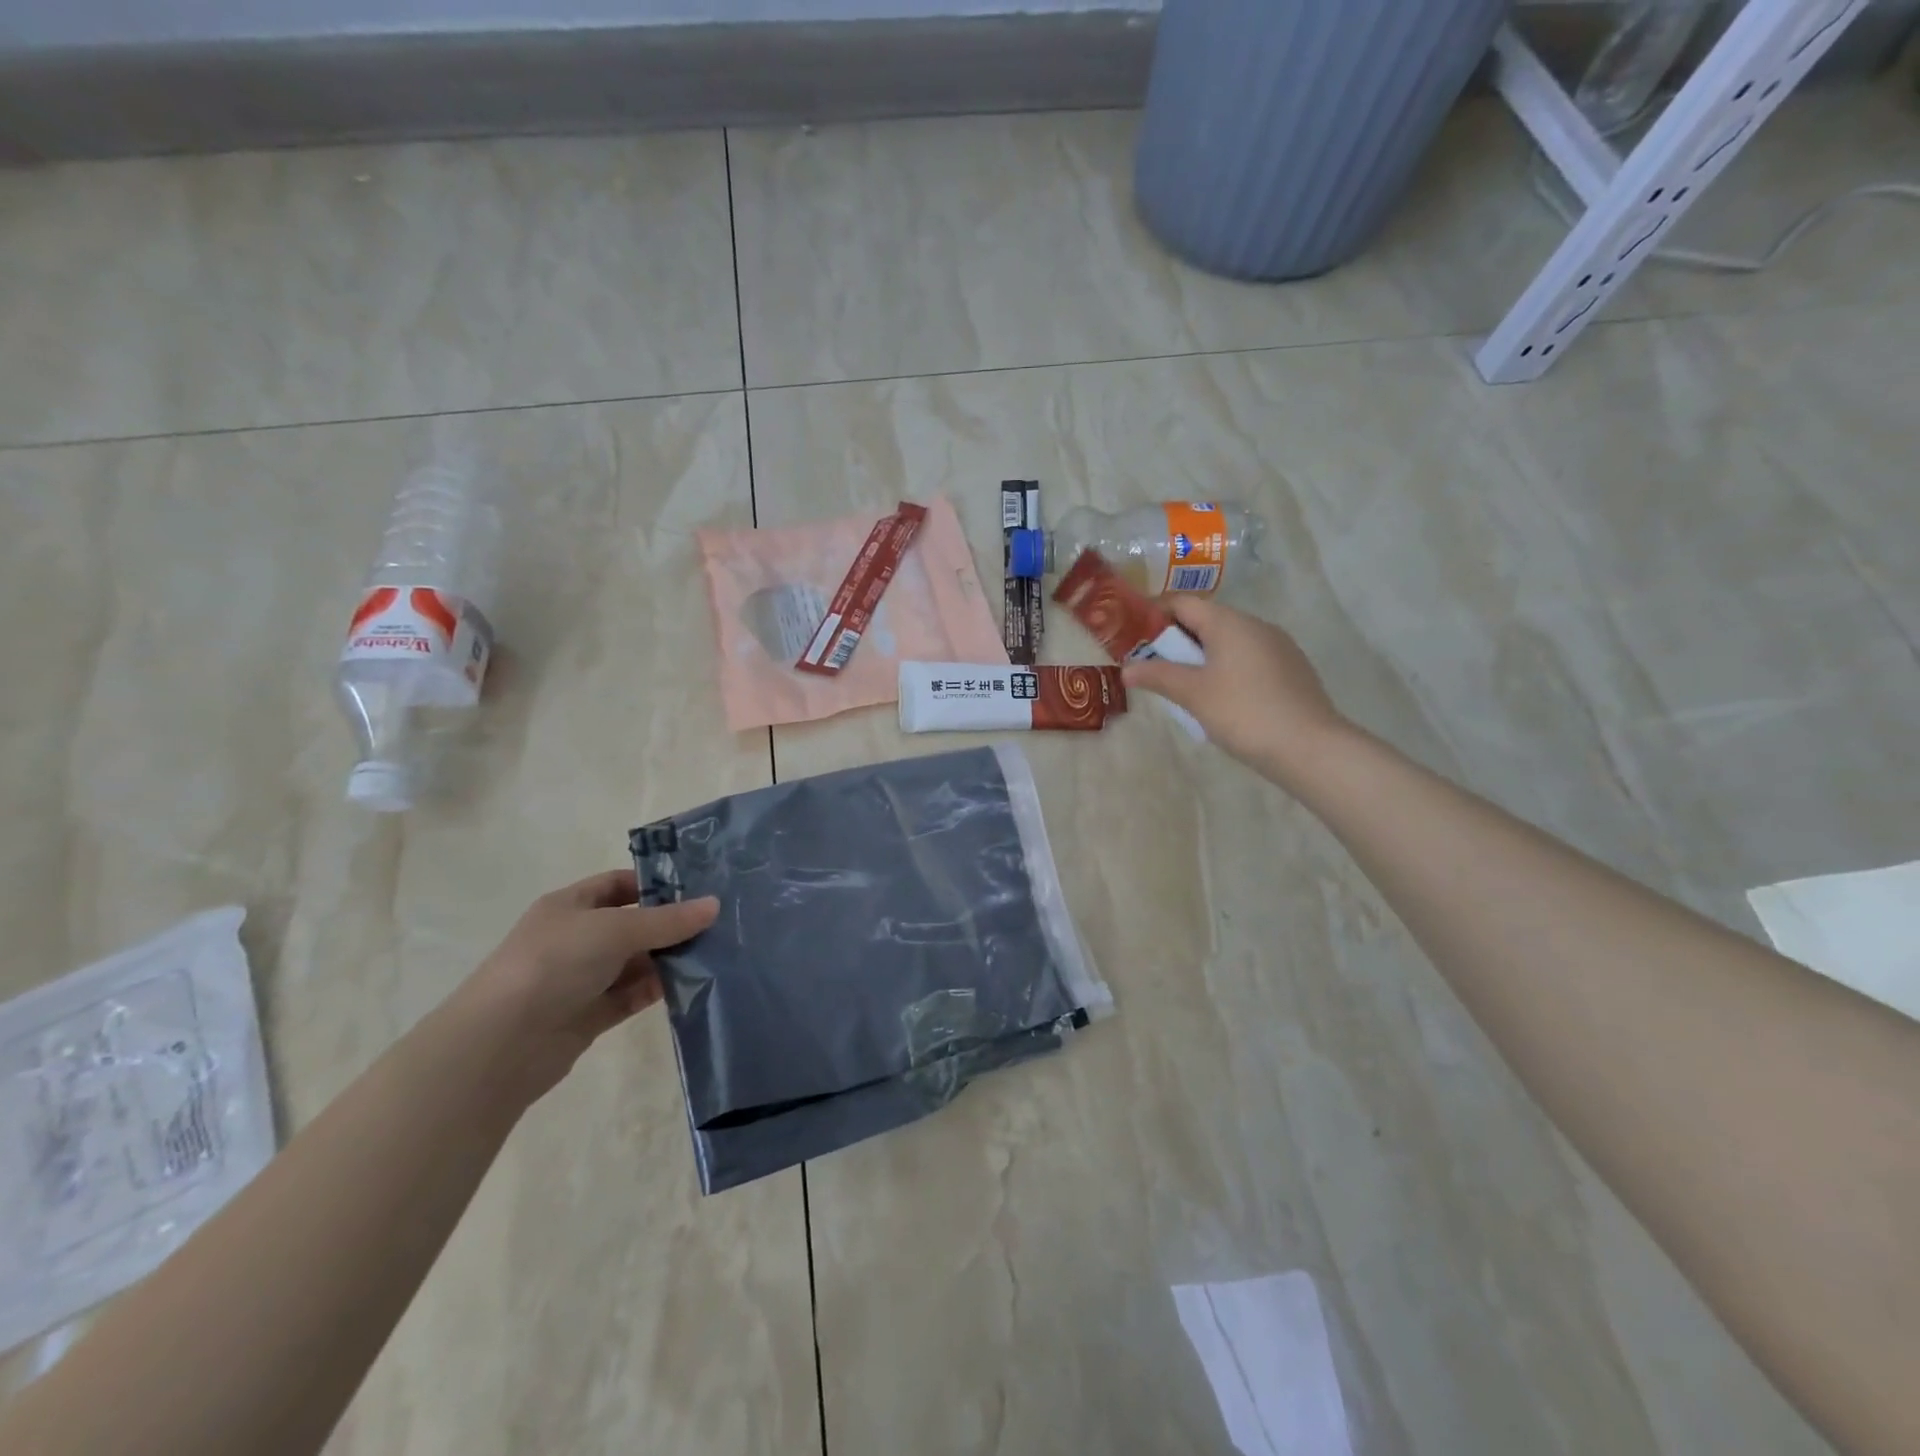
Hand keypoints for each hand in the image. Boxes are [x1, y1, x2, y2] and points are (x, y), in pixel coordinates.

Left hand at [454, 870, 718, 1107]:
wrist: (500, 1043)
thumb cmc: (555, 963)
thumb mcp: (616, 929)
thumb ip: (667, 920)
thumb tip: (715, 905)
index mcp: (571, 905)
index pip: (618, 884)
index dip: (656, 884)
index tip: (699, 889)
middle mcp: (576, 938)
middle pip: (632, 924)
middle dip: (671, 924)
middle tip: (720, 923)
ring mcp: (581, 978)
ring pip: (635, 962)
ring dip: (669, 959)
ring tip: (716, 954)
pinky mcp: (589, 1015)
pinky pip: (631, 995)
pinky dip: (658, 990)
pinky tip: (692, 985)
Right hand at [1121, 595, 1349, 784]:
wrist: (1309, 746)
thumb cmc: (1243, 712)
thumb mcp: (1193, 694)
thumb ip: (1158, 676)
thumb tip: (1126, 669)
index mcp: (1229, 622)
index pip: (1183, 603)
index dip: (1154, 614)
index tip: (1133, 637)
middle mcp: (1255, 625)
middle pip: (1207, 620)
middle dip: (1176, 640)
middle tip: (1153, 666)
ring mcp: (1278, 646)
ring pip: (1229, 641)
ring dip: (1202, 656)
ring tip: (1184, 686)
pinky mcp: (1291, 668)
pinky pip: (1248, 658)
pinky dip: (1226, 668)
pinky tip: (1221, 698)